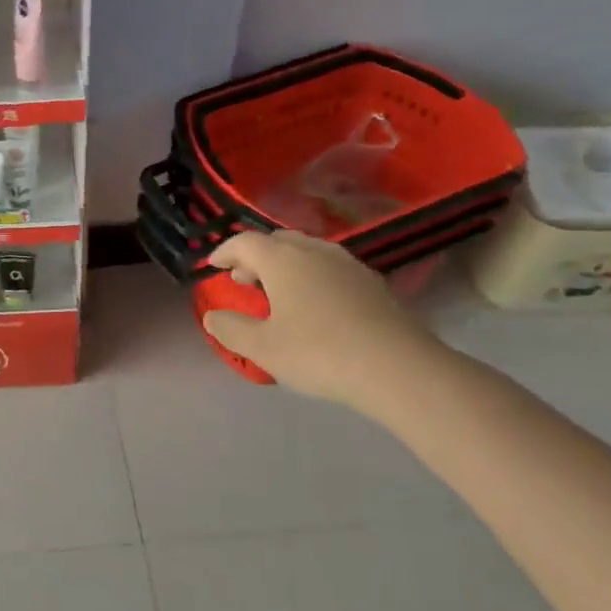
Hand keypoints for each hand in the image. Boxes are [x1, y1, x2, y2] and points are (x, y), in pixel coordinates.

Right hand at [202, 230, 441, 409]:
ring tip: (278, 290)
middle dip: (255, 256)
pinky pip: (330, 268)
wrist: (398, 368)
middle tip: (243, 279)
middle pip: (277, 241)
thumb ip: (231, 329)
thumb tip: (213, 316)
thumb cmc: (319, 353)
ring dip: (285, 265)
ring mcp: (347, 264)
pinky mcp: (372, 282)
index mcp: (282, 260)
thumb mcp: (263, 348)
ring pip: (307, 251)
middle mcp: (314, 251)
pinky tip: (316, 303)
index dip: (224, 252)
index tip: (213, 266)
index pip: (244, 242)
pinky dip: (312, 276)